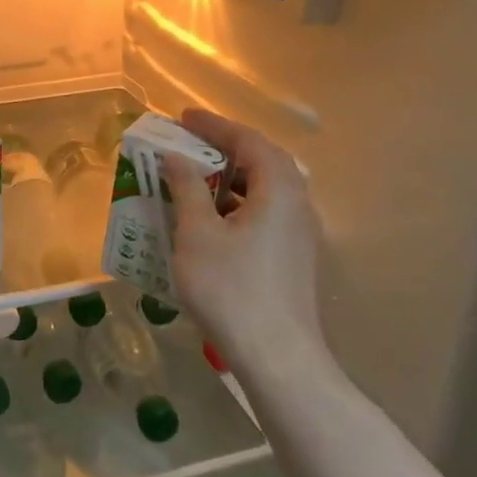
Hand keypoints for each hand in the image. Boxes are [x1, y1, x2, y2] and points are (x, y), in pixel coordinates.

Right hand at [164, 108, 328, 374]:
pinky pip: (265, 214)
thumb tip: (177, 158)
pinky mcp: (294, 259)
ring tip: (194, 178)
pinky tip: (211, 221)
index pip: (248, 140)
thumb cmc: (232, 288)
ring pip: (265, 190)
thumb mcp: (197, 233)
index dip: (214, 125)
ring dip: (229, 178)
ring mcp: (300, 235)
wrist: (277, 358)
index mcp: (279, 189)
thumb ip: (187, 188)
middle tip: (188, 143)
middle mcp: (298, 205)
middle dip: (223, 148)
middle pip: (262, 161)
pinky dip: (236, 204)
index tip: (182, 118)